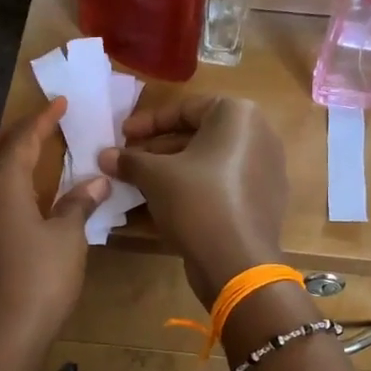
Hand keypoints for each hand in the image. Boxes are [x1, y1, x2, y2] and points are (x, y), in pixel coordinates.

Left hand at [0, 100, 106, 369]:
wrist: (4, 334)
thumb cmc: (41, 279)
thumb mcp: (68, 239)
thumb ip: (78, 205)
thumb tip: (96, 181)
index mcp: (2, 183)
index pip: (22, 138)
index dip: (42, 119)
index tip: (59, 103)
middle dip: (10, 135)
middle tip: (36, 133)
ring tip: (4, 173)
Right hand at [100, 95, 286, 307]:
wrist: (237, 261)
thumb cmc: (196, 202)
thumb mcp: (155, 176)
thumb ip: (129, 160)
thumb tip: (104, 155)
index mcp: (238, 115)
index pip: (185, 108)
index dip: (147, 122)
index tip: (122, 135)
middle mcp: (260, 135)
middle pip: (199, 135)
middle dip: (159, 149)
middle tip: (129, 162)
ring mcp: (266, 169)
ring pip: (210, 162)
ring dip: (173, 170)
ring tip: (141, 184)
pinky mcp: (264, 200)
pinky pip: (224, 184)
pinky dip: (195, 189)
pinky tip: (167, 205)